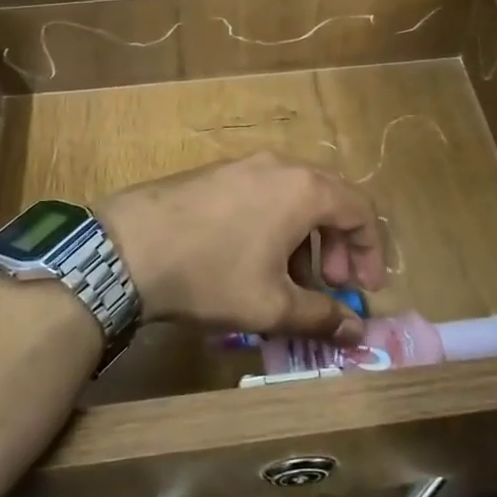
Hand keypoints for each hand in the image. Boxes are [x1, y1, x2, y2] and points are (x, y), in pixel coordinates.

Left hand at [101, 153, 385, 341]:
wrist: (125, 248)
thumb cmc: (211, 274)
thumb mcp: (271, 305)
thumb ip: (321, 316)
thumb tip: (356, 332)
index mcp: (304, 189)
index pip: (360, 210)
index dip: (371, 252)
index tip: (365, 289)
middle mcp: (278, 166)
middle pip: (329, 199)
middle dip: (338, 245)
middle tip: (332, 284)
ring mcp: (242, 165)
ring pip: (293, 198)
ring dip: (305, 238)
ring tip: (290, 280)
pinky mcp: (213, 173)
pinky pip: (261, 194)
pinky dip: (274, 225)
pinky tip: (252, 260)